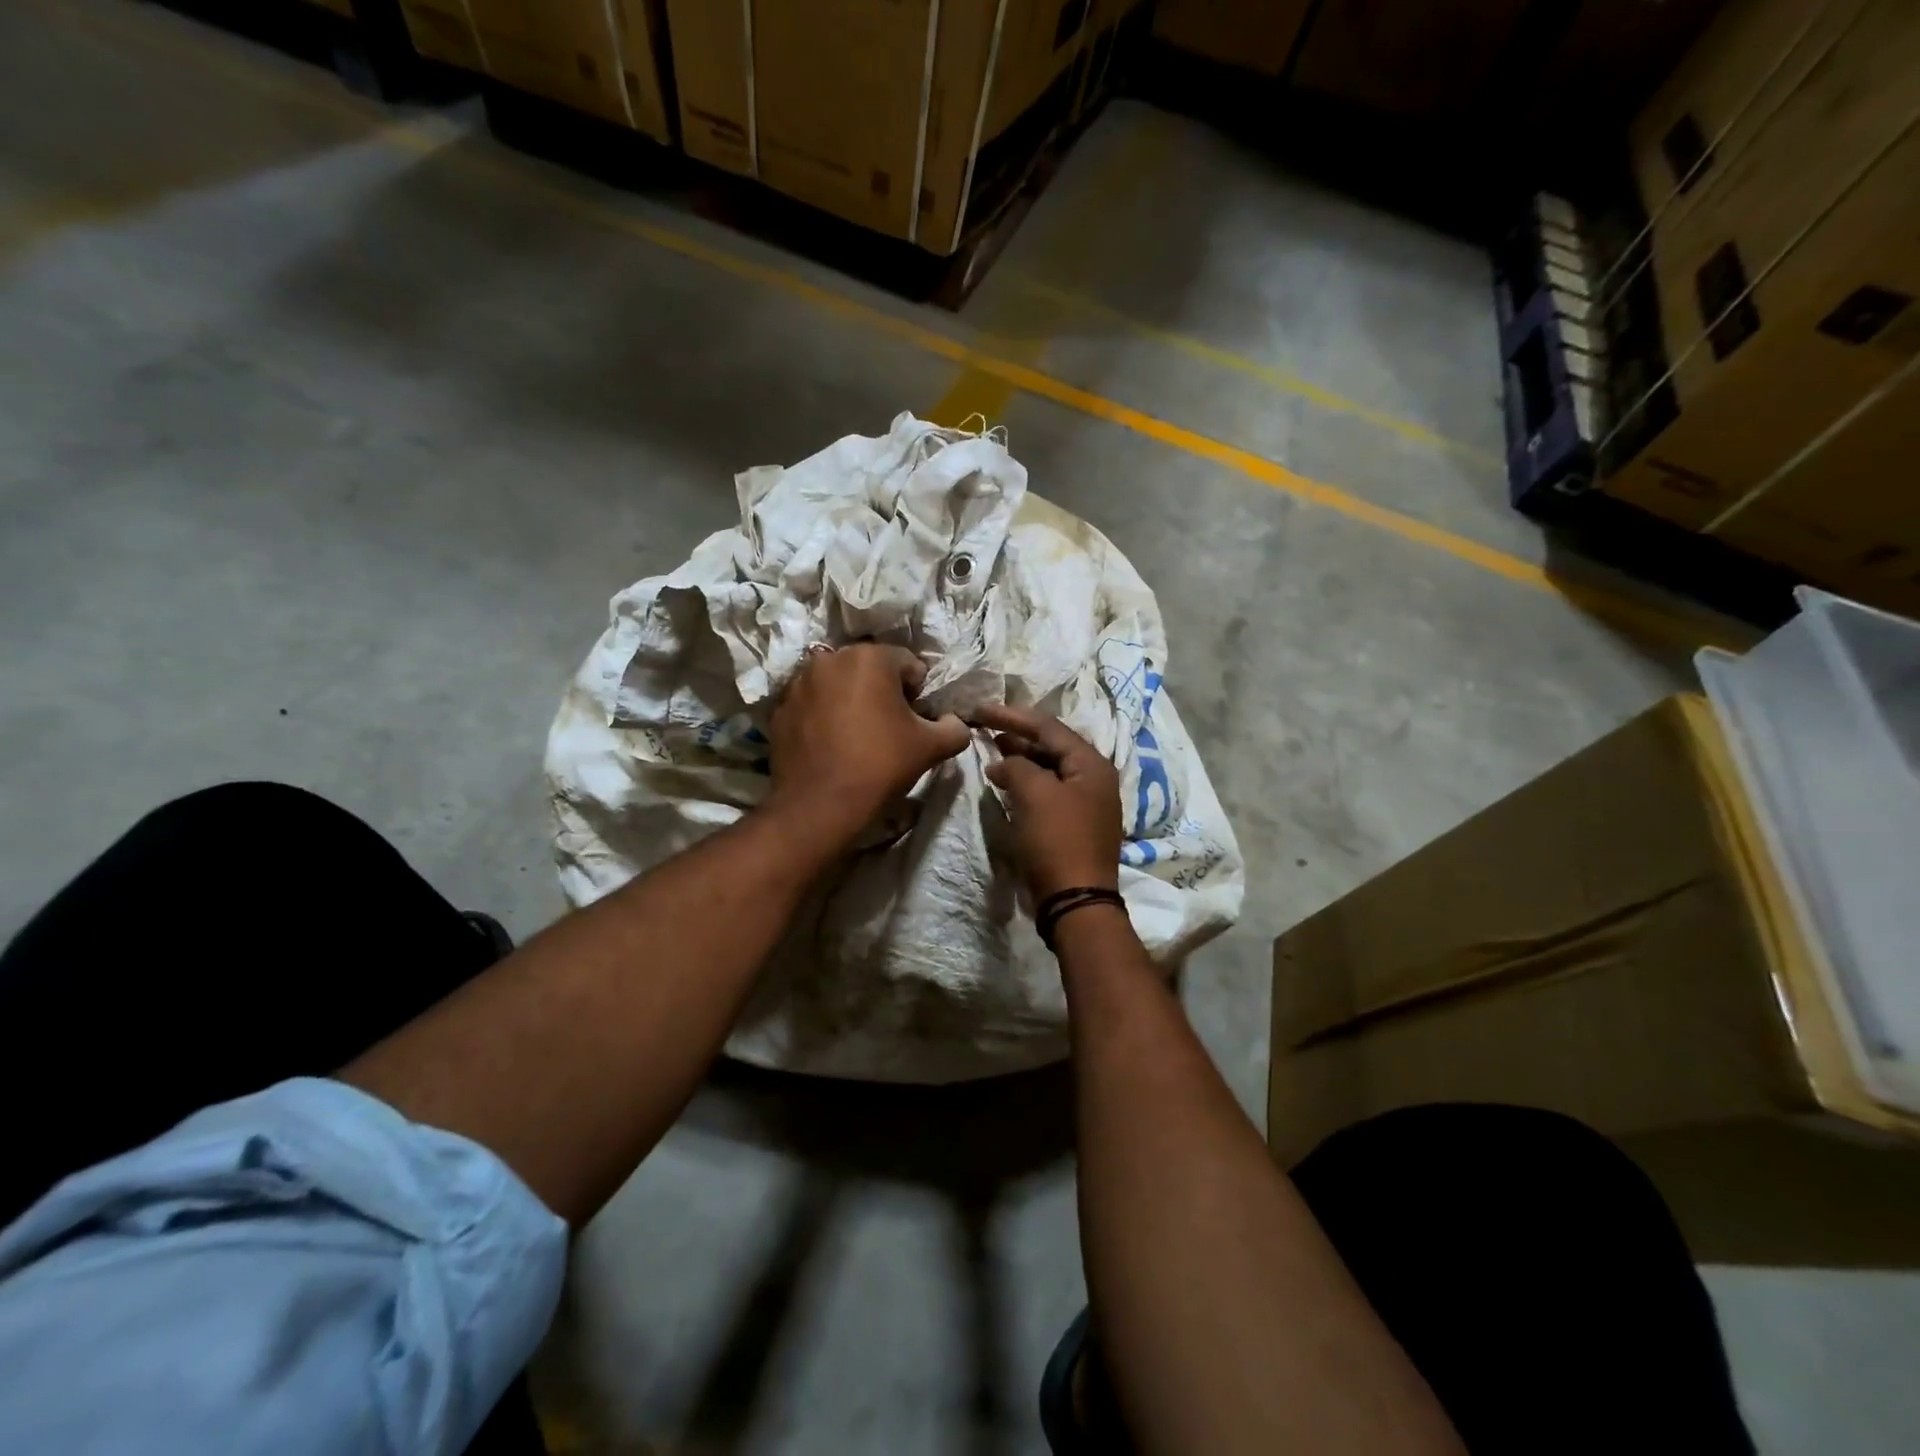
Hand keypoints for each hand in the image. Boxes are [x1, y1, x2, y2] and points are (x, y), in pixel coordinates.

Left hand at [766, 643, 970, 847]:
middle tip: (889, 729)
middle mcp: (830, 659)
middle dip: (883, 692)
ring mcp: (799, 683)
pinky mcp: (780, 708)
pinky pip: (813, 704)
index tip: (916, 722)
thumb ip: (955, 727)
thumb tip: (953, 722)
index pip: (909, 665)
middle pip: (870, 670)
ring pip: (838, 684)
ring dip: (851, 701)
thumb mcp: (932, 747)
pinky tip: (831, 744)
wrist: (820, 806)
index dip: (919, 694)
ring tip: (857, 737)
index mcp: (870, 657)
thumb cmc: (880, 766)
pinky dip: (824, 715)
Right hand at [976, 704, 1122, 900]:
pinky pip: (1047, 792)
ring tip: (990, 750)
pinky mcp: (1073, 825)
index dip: (1011, 716)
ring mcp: (1085, 803)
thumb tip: (1003, 762)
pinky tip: (1005, 783)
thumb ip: (1017, 766)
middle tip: (983, 727)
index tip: (980, 709)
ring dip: (1019, 759)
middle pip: (1051, 746)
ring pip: (1048, 769)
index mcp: (1091, 764)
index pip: (1048, 727)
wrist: (1075, 901)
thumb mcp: (1035, 794)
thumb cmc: (1057, 840)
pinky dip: (1025, 783)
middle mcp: (1094, 779)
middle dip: (1016, 735)